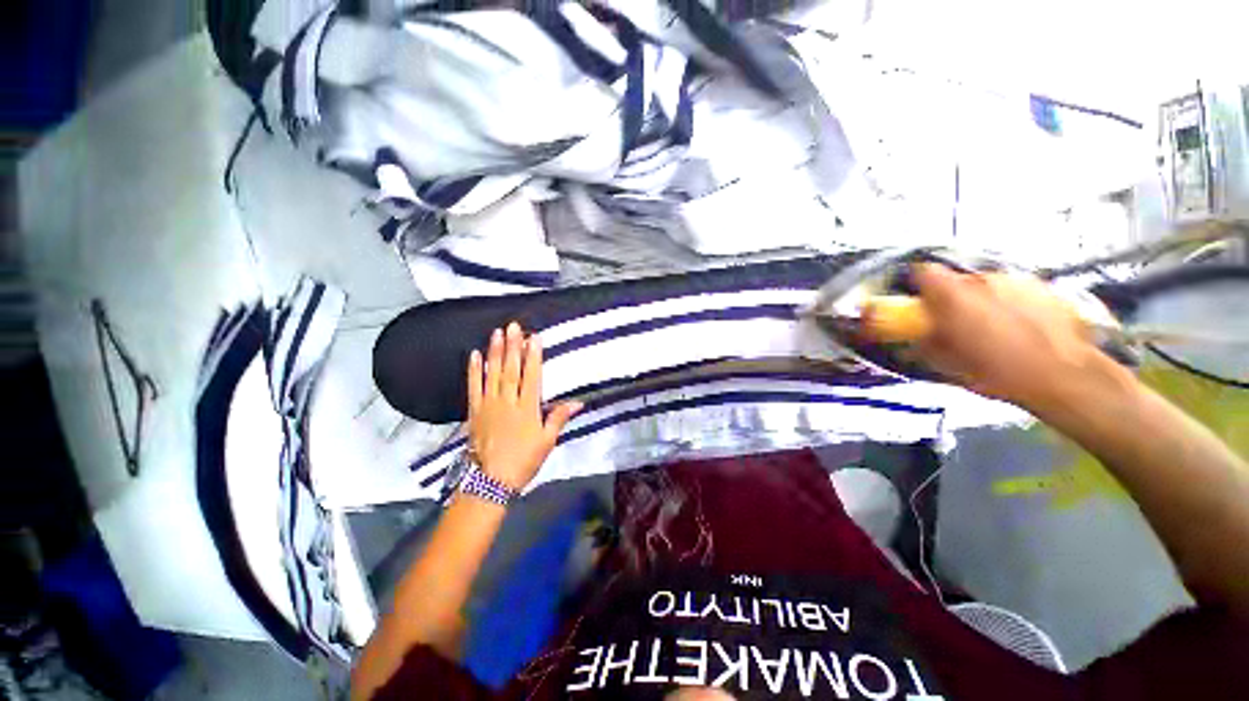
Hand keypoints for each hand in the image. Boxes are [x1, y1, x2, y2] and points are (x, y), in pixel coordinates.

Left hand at [466, 322, 581, 491]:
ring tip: (497, 333)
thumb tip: (578, 402)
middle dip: (513, 346)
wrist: (490, 481)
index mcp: (527, 408)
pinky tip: (474, 355)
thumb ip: (559, 418)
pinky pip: (473, 387)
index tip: (534, 338)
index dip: (533, 356)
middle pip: (511, 369)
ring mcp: (488, 405)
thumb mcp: (547, 442)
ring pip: (492, 373)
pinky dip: (474, 370)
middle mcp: (507, 401)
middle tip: (513, 326)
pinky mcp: (475, 411)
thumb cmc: (524, 460)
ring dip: (495, 352)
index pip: (531, 376)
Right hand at [909, 264, 1122, 412]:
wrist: (1066, 376)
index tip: (921, 305)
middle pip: (958, 280)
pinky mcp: (1045, 287)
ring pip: (989, 286)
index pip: (923, 272)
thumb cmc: (998, 372)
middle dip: (954, 299)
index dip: (919, 286)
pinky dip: (1012, 305)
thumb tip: (917, 335)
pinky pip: (1017, 292)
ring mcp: (1018, 280)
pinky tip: (1023, 330)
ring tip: (996, 330)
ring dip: (984, 302)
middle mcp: (983, 279)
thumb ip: (925, 342)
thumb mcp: (946, 363)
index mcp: (953, 295)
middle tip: (959, 326)